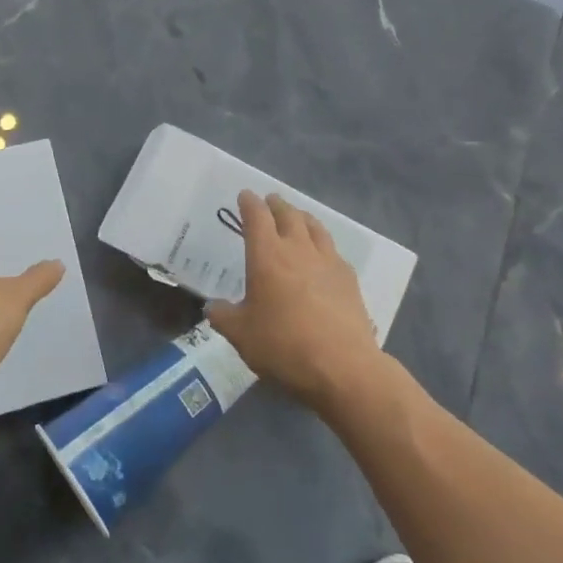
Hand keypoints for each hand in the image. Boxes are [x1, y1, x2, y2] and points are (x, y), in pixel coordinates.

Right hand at [205, 191, 383, 409]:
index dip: (249, 203)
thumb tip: (212, 307)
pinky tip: (322, 255)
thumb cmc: (283, 346)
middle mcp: (298, 250)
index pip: (257, 217)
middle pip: (288, 215)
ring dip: (302, 217)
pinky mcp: (349, 279)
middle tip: (271, 201)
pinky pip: (333, 250)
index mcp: (267, 256)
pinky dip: (322, 244)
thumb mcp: (241, 335)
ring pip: (315, 227)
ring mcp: (328, 262)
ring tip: (298, 218)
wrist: (342, 367)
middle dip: (277, 205)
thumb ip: (223, 316)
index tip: (245, 195)